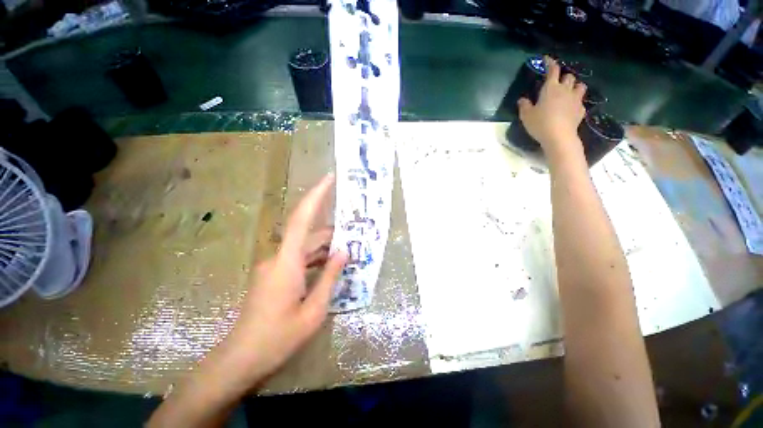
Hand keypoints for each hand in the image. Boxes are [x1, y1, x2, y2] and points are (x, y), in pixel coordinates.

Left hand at [214, 174, 347, 388]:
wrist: (242, 360)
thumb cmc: (279, 338)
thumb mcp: (314, 309)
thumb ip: (330, 277)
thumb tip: (343, 252)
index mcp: (287, 263)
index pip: (302, 219)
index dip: (316, 196)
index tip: (329, 179)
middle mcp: (278, 257)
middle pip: (307, 234)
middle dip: (331, 231)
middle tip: (354, 230)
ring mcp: (274, 266)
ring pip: (304, 247)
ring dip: (325, 246)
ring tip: (348, 248)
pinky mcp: (273, 274)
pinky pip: (298, 258)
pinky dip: (315, 258)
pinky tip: (330, 264)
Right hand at [518, 56, 586, 157]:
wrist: (559, 136)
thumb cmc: (540, 123)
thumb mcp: (526, 116)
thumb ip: (524, 106)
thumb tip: (522, 100)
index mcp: (551, 88)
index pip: (553, 70)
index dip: (550, 63)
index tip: (547, 59)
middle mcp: (565, 90)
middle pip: (568, 77)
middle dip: (563, 77)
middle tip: (557, 83)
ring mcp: (575, 99)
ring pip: (580, 86)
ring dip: (574, 86)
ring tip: (569, 92)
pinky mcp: (581, 110)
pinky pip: (580, 101)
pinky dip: (576, 102)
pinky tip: (571, 108)